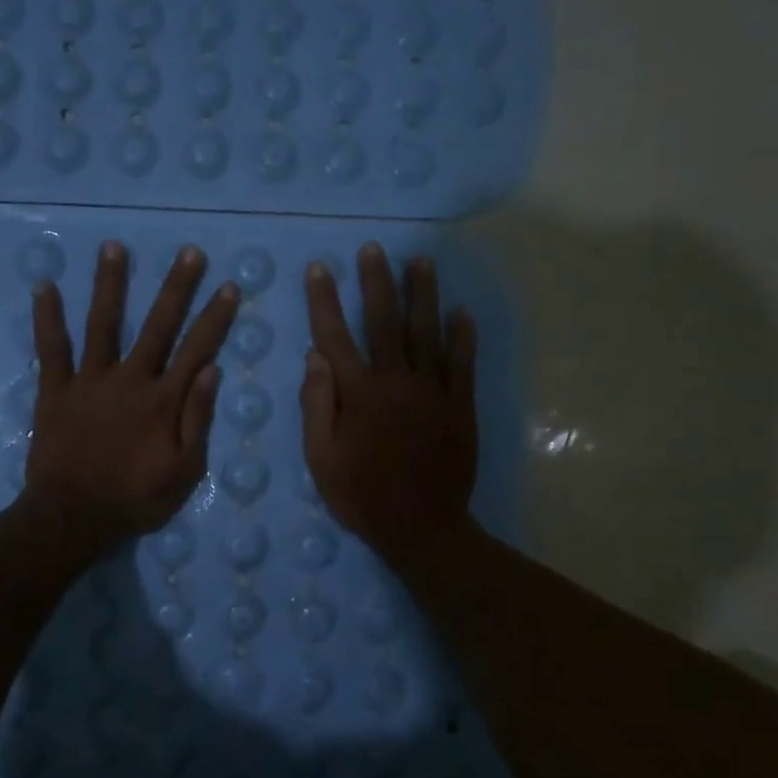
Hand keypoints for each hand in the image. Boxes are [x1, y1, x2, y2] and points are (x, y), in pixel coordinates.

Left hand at [24, 241, 238, 554]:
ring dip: (110, 284)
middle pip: (158, 326)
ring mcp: (90, 381)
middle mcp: (130, 380)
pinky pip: (52, 349)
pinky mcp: (56, 390)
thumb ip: (198, 420)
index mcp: (164, 401)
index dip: (215, 318)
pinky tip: (44, 286)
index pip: (197, 350)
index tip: (228, 286)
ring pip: (103, 324)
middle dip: (176, 288)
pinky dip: (47, 317)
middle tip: (189, 253)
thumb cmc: (135, 499)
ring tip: (114, 247)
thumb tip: (212, 370)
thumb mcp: (184, 472)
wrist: (73, 516)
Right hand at [301, 244, 478, 569]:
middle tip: (373, 249)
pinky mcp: (460, 405)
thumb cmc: (362, 496)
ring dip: (422, 294)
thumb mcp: (321, 459)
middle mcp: (396, 382)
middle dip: (376, 282)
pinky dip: (462, 336)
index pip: (335, 336)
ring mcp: (433, 391)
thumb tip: (315, 357)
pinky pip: (462, 363)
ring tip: (421, 261)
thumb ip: (316, 406)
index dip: (324, 301)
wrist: (422, 528)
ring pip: (426, 332)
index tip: (319, 269)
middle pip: (384, 321)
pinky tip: (462, 312)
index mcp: (358, 394)